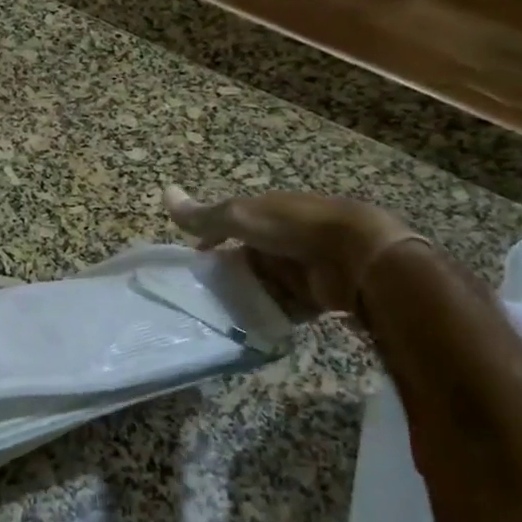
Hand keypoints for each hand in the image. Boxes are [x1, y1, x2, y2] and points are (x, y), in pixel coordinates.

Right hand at [164, 184, 420, 318]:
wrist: (357, 253)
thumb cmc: (293, 227)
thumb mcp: (241, 217)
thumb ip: (204, 215)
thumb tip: (164, 192)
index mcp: (266, 214)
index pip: (232, 225)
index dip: (212, 240)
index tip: (195, 259)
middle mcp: (281, 239)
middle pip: (246, 260)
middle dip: (228, 277)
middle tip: (202, 296)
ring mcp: (299, 268)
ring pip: (264, 286)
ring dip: (247, 299)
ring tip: (220, 318)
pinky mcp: (314, 296)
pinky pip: (285, 309)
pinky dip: (270, 317)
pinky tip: (251, 329)